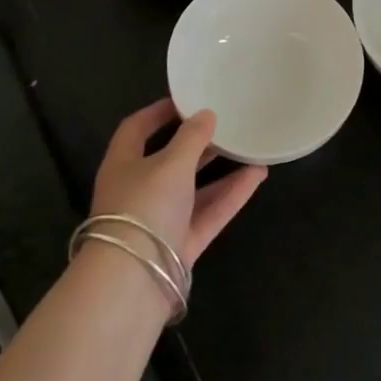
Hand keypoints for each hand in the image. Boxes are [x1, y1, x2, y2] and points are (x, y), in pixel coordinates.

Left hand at [92, 99, 266, 269]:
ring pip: (194, 189)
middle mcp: (139, 190)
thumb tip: (206, 114)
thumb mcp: (171, 164)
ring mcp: (160, 220)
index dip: (159, 112)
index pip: (137, 129)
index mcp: (123, 164)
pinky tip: (257, 176)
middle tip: (226, 124)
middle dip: (197, 143)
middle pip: (169, 160)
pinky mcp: (181, 244)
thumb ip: (192, 138)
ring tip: (251, 149)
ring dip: (221, 170)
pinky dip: (231, 195)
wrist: (133, 280)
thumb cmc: (144, 207)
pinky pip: (209, 213)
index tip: (188, 99)